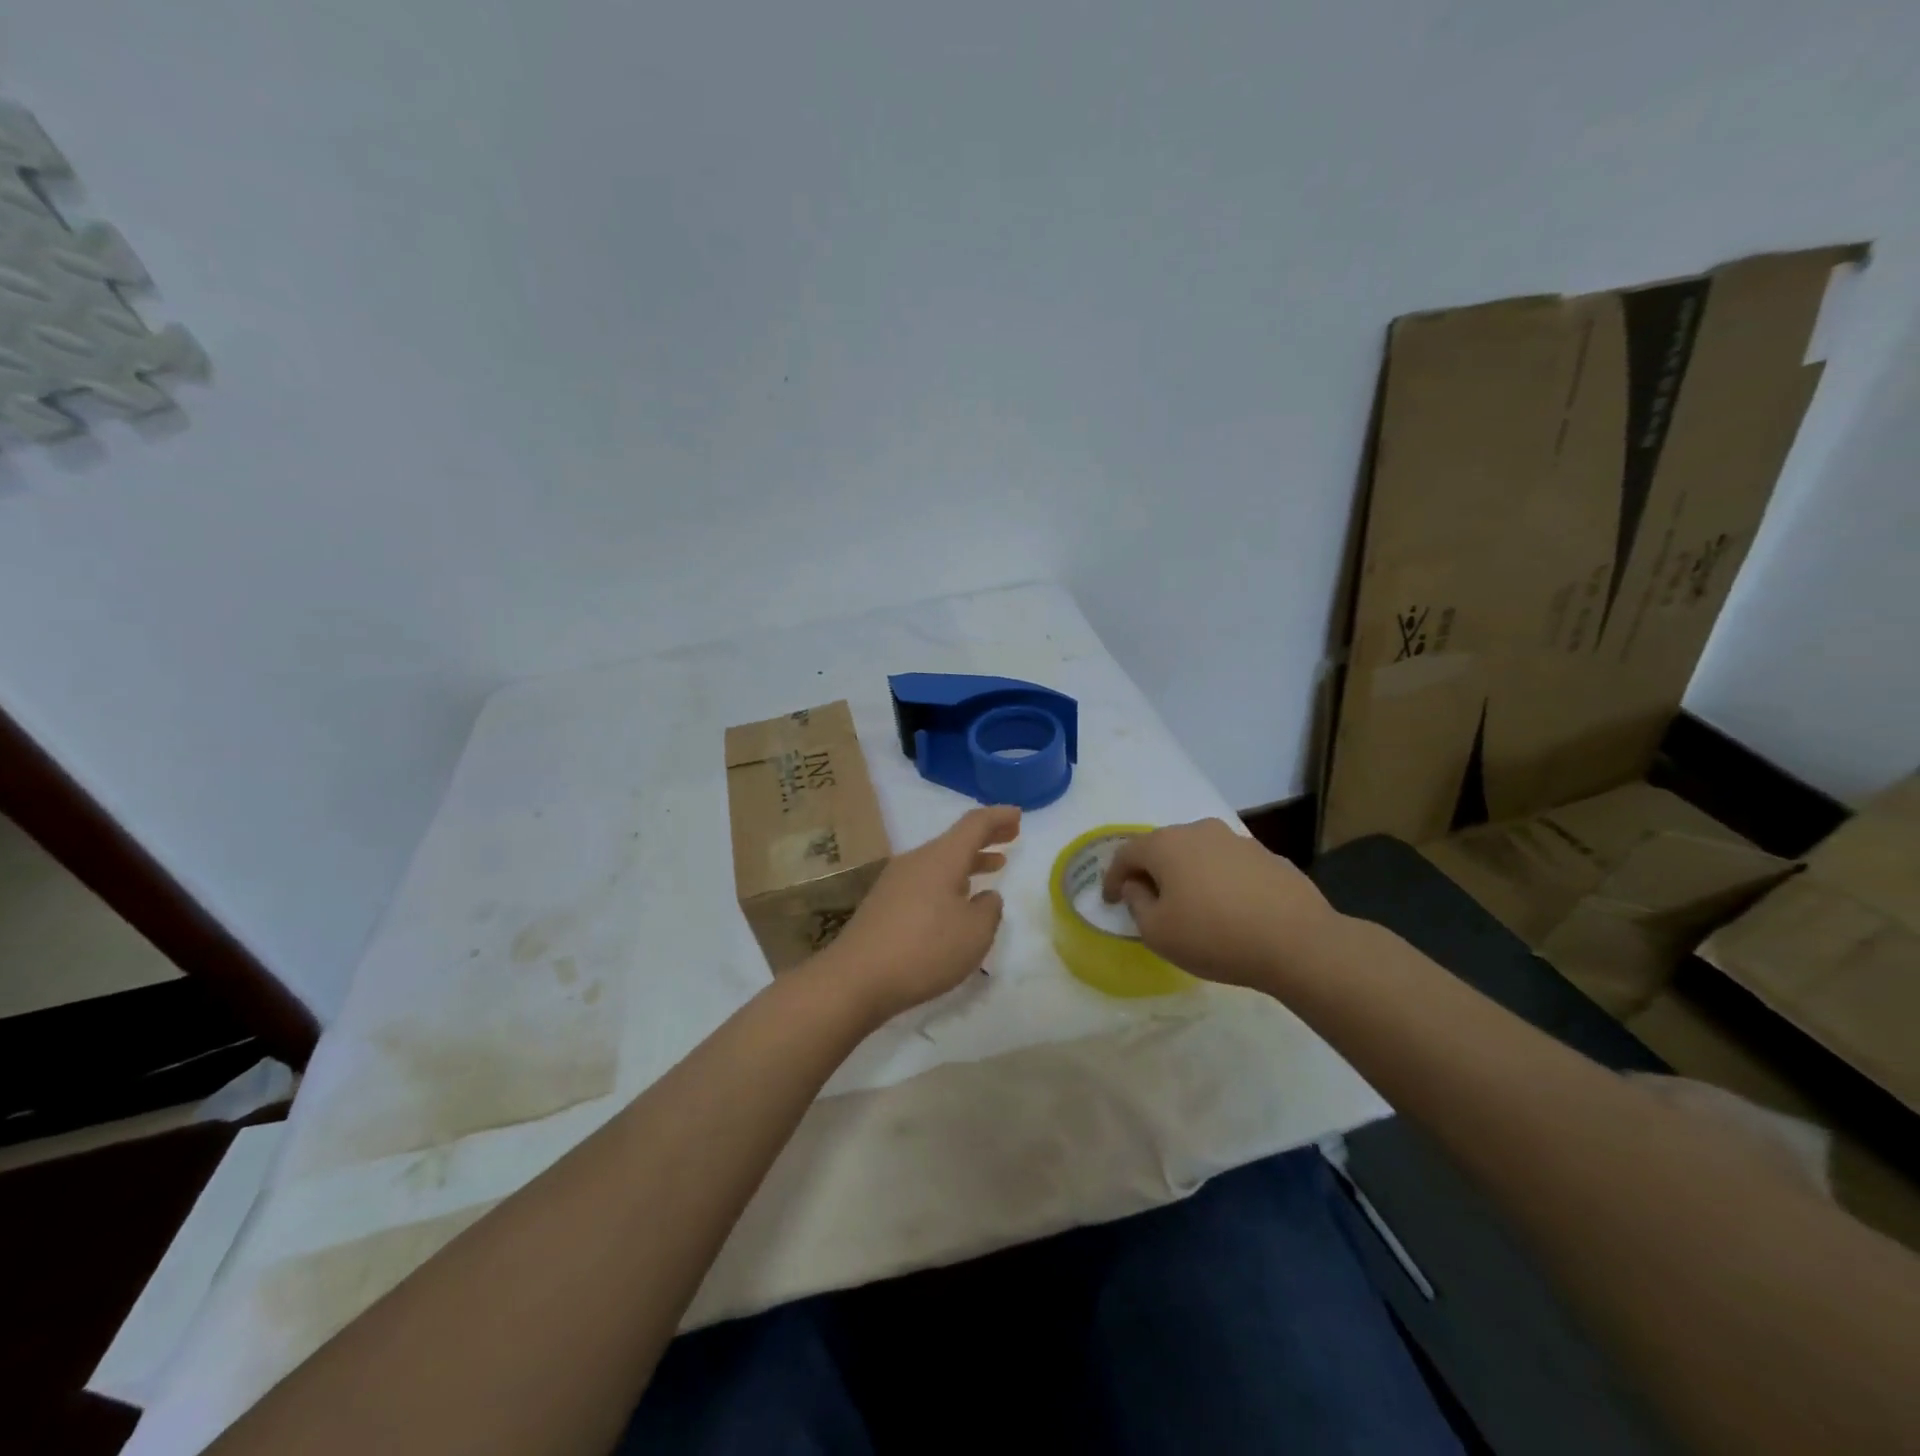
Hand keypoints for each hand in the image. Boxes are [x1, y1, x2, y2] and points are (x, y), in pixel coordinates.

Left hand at [812, 804, 1020, 1020]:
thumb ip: (989, 910)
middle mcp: (916, 861)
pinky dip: (949, 880)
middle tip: (1011, 836)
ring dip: (968, 862)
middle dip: (985, 837)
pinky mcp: (884, 904)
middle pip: (955, 840)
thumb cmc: (924, 950)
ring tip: (992, 866)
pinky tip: (957, 900)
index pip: (974, 824)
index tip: (1018, 816)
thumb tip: (986, 897)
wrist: (856, 978)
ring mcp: (895, 881)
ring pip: (940, 861)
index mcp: (941, 858)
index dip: (999, 818)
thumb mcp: (974, 933)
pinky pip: (925, 880)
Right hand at [1100, 818, 1341, 990]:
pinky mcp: (1268, 857)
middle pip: (1163, 848)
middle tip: (1146, 900)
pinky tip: (1228, 909)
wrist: (1298, 942)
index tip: (1109, 901)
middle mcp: (1200, 831)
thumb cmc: (1215, 937)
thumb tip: (1137, 886)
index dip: (1112, 878)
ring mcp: (1237, 841)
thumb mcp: (1158, 932)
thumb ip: (1137, 903)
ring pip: (1198, 854)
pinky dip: (1219, 882)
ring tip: (1190, 905)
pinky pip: (1229, 866)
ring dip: (1187, 875)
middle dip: (1150, 872)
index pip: (1126, 854)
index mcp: (1166, 845)